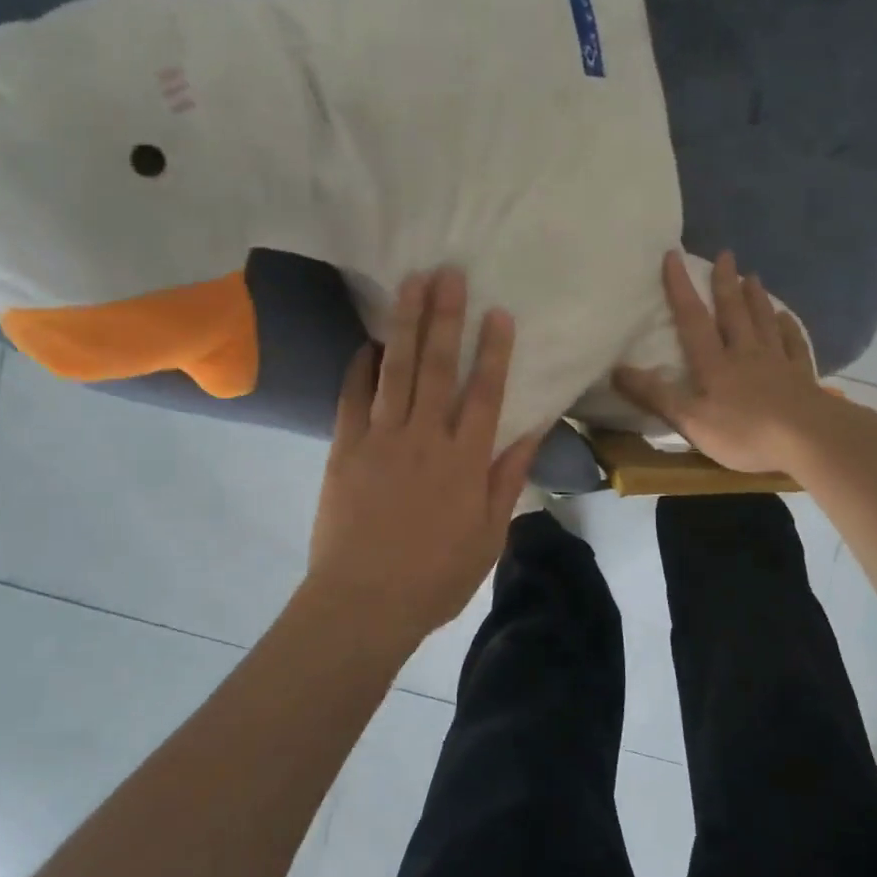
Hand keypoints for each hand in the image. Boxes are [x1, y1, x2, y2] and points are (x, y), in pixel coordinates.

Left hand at [304, 268, 543, 650]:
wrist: (363, 603)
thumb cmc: (434, 576)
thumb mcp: (488, 536)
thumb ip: (507, 479)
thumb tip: (531, 432)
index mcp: (464, 460)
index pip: (484, 393)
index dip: (493, 350)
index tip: (497, 312)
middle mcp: (424, 438)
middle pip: (437, 367)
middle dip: (445, 317)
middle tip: (448, 273)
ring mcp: (380, 439)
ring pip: (396, 370)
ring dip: (404, 324)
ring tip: (411, 284)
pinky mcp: (344, 448)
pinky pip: (353, 397)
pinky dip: (360, 367)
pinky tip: (368, 341)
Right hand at [613, 249, 839, 474]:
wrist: (809, 440)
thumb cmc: (745, 432)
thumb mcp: (690, 421)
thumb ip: (655, 396)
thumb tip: (616, 370)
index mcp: (715, 363)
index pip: (692, 319)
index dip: (680, 288)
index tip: (673, 256)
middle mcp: (745, 353)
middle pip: (733, 312)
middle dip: (725, 282)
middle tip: (725, 254)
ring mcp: (777, 362)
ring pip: (763, 321)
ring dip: (756, 297)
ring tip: (752, 275)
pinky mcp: (801, 376)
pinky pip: (793, 344)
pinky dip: (788, 328)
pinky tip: (786, 317)